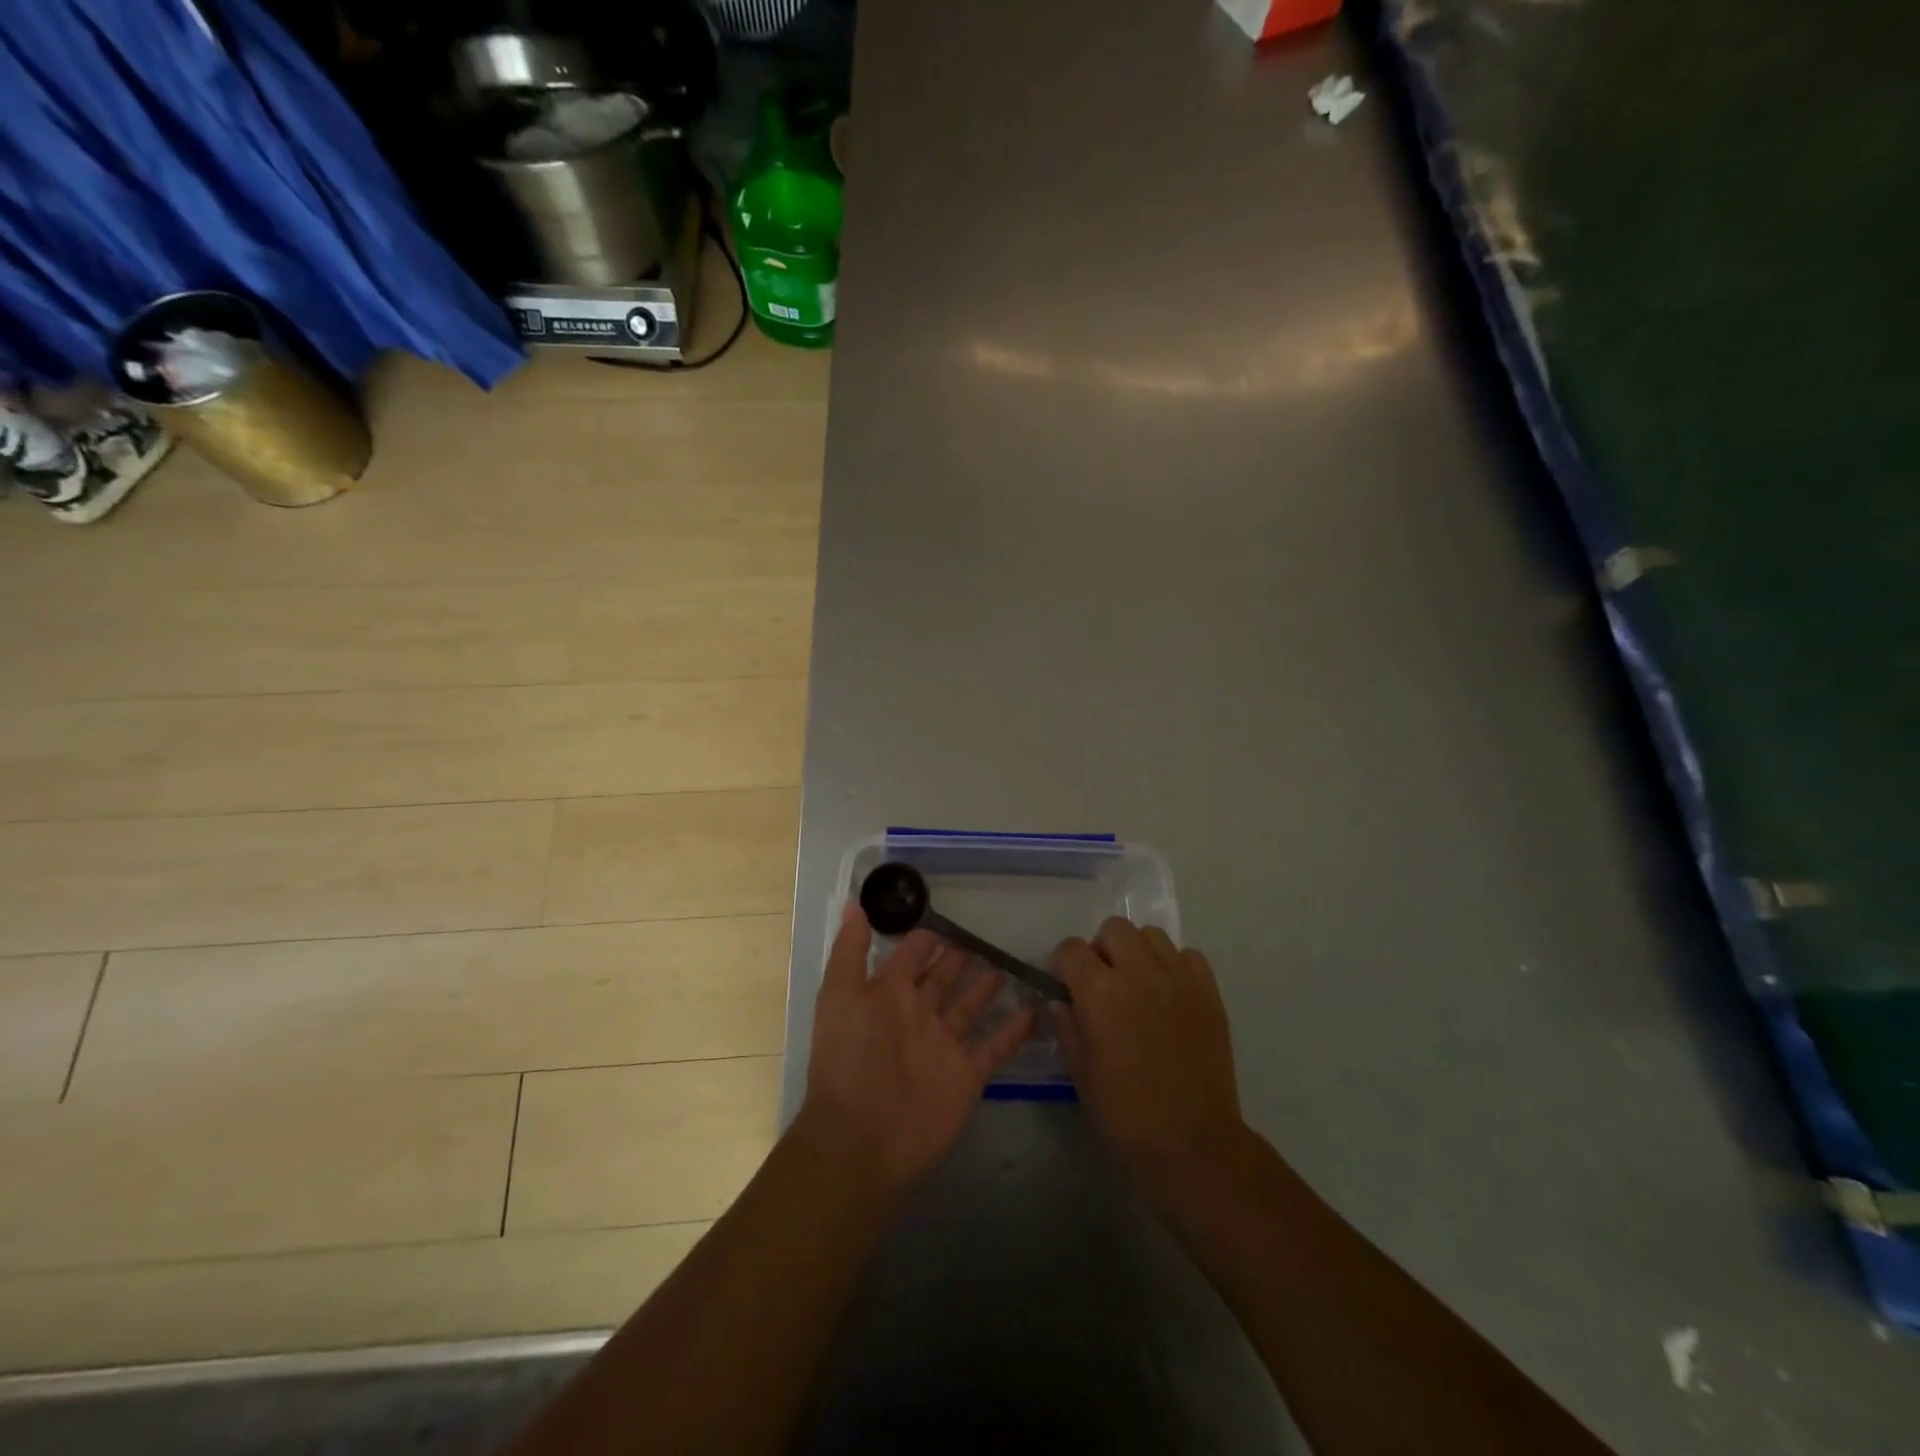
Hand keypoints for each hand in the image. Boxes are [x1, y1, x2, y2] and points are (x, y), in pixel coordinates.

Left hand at [797, 903, 1036, 1192]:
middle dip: (958, 958)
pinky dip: (1014, 1030)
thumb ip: (850, 951)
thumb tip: (854, 903)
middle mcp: (917, 1016)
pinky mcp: (967, 1075)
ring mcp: (944, 1046)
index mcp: (887, 996)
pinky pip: (995, 1046)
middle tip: (982, 937)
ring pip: (970, 1007)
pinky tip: (1036, 1010)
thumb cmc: (850, 1059)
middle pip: (942, 979)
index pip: (910, 957)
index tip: (946, 918)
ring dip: (986, 987)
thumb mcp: (841, 995)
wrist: (863, 1139)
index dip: (924, 939)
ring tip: (1007, 963)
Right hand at [1053, 917, 1243, 1175]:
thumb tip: (1061, 999)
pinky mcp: (1208, 991)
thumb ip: (1067, 1025)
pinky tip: (1170, 995)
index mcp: (1099, 992)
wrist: (1192, 1143)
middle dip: (1102, 949)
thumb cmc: (1125, 1113)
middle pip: (1113, 928)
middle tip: (1105, 982)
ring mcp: (1178, 978)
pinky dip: (1175, 966)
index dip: (1064, 965)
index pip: (1070, 948)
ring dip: (1138, 952)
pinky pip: (1188, 956)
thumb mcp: (1079, 1071)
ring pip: (1151, 935)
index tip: (1068, 986)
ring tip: (1139, 984)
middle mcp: (1138, 972)